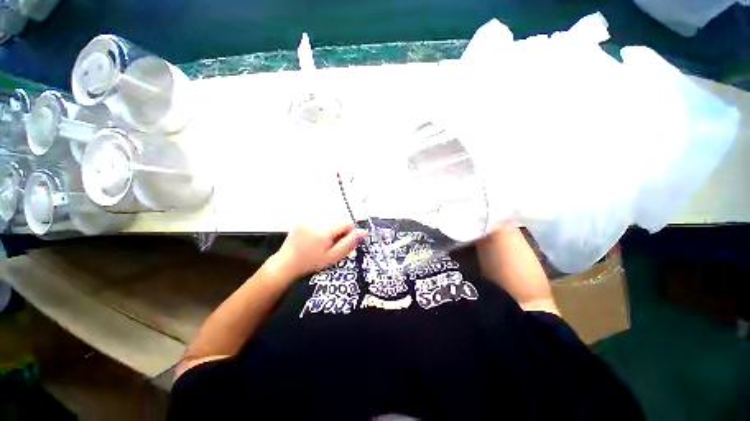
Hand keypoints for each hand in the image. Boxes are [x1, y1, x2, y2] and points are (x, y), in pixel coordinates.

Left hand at [269, 223, 367, 279]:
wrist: (286, 264)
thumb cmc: (311, 263)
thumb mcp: (333, 257)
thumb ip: (349, 244)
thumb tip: (364, 232)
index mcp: (324, 230)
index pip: (347, 224)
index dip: (348, 234)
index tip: (341, 244)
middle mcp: (316, 220)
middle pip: (338, 220)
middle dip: (339, 232)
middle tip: (330, 245)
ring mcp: (307, 218)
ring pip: (330, 220)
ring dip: (331, 229)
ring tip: (321, 242)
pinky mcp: (302, 218)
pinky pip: (320, 219)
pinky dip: (322, 227)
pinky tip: (315, 237)